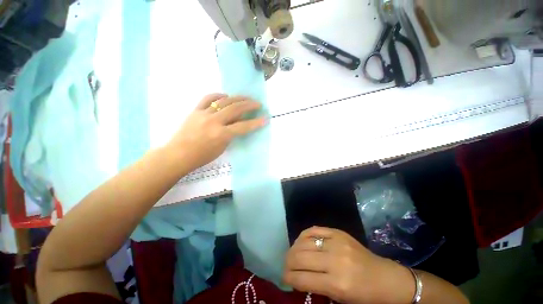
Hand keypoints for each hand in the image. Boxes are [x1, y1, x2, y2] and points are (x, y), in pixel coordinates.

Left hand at [167, 93, 265, 170]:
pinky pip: (207, 98)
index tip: (265, 119)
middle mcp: (214, 121)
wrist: (178, 154)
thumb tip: (236, 124)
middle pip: (235, 109)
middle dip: (249, 105)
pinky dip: (218, 96)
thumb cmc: (202, 156)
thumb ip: (230, 134)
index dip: (255, 123)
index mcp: (221, 134)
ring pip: (224, 101)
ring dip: (237, 98)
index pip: (243, 126)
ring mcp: (203, 114)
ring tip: (245, 98)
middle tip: (257, 103)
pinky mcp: (195, 110)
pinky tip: (225, 96)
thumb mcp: (221, 148)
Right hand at [283, 227, 414, 303]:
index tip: (284, 278)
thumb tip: (296, 276)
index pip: (302, 278)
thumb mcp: (340, 299)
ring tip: (292, 254)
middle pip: (300, 257)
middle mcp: (335, 261)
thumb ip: (316, 286)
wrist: (385, 277)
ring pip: (304, 242)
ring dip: (293, 248)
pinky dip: (304, 235)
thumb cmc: (364, 294)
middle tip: (286, 265)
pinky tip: (301, 241)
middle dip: (288, 262)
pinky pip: (314, 230)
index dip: (288, 278)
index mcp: (337, 284)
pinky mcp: (338, 232)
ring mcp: (337, 242)